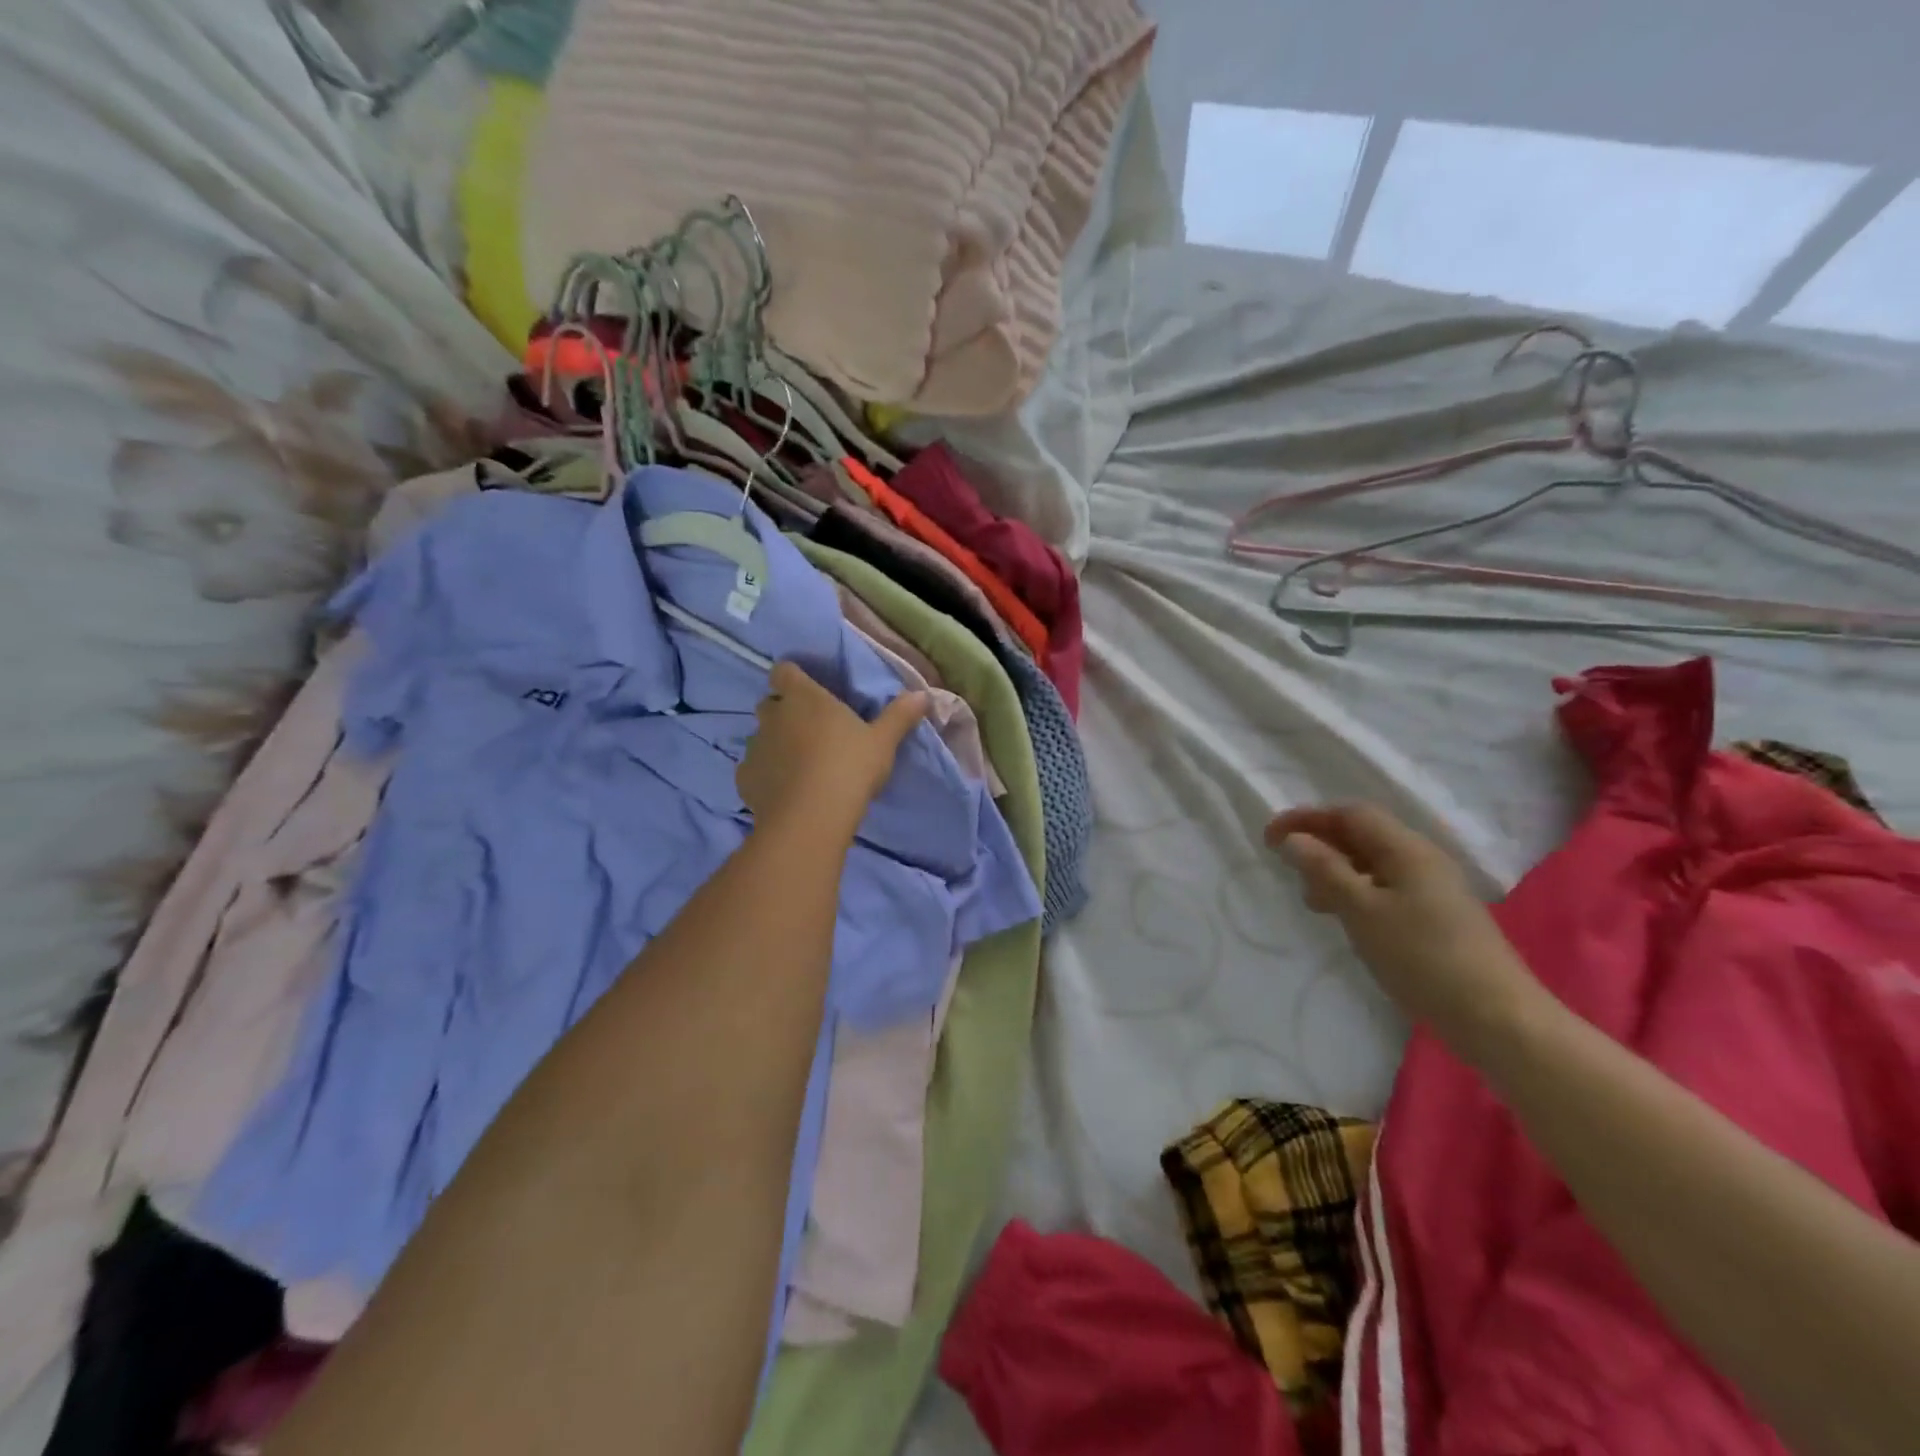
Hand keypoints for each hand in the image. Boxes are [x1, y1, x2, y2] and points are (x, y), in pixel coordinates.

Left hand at [738, 662, 927, 837]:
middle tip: (811, 732)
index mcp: (804, 697)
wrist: (811, 818)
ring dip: (775, 745)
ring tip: (799, 767)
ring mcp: (754, 747)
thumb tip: (922, 695)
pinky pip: (753, 769)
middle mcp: (774, 716)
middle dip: (785, 713)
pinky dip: (765, 775)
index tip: (809, 692)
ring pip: (760, 737)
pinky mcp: (745, 778)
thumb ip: (899, 716)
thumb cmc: (850, 767)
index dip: (794, 678)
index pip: (784, 671)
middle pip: (770, 704)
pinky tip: (784, 791)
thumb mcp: (883, 742)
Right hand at [1266, 804, 1541, 1057]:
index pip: (1350, 814)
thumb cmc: (1422, 957)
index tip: (1270, 838)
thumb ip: (1324, 870)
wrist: (1497, 1018)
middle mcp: (1422, 859)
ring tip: (1312, 900)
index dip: (1307, 818)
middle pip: (1362, 835)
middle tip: (1287, 868)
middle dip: (1320, 843)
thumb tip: (1294, 839)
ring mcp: (1433, 889)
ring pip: (1372, 863)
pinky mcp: (1437, 916)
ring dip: (1335, 870)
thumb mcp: (1361, 910)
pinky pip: (1385, 887)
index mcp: (1407, 849)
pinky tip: (1346, 918)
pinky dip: (1356, 892)